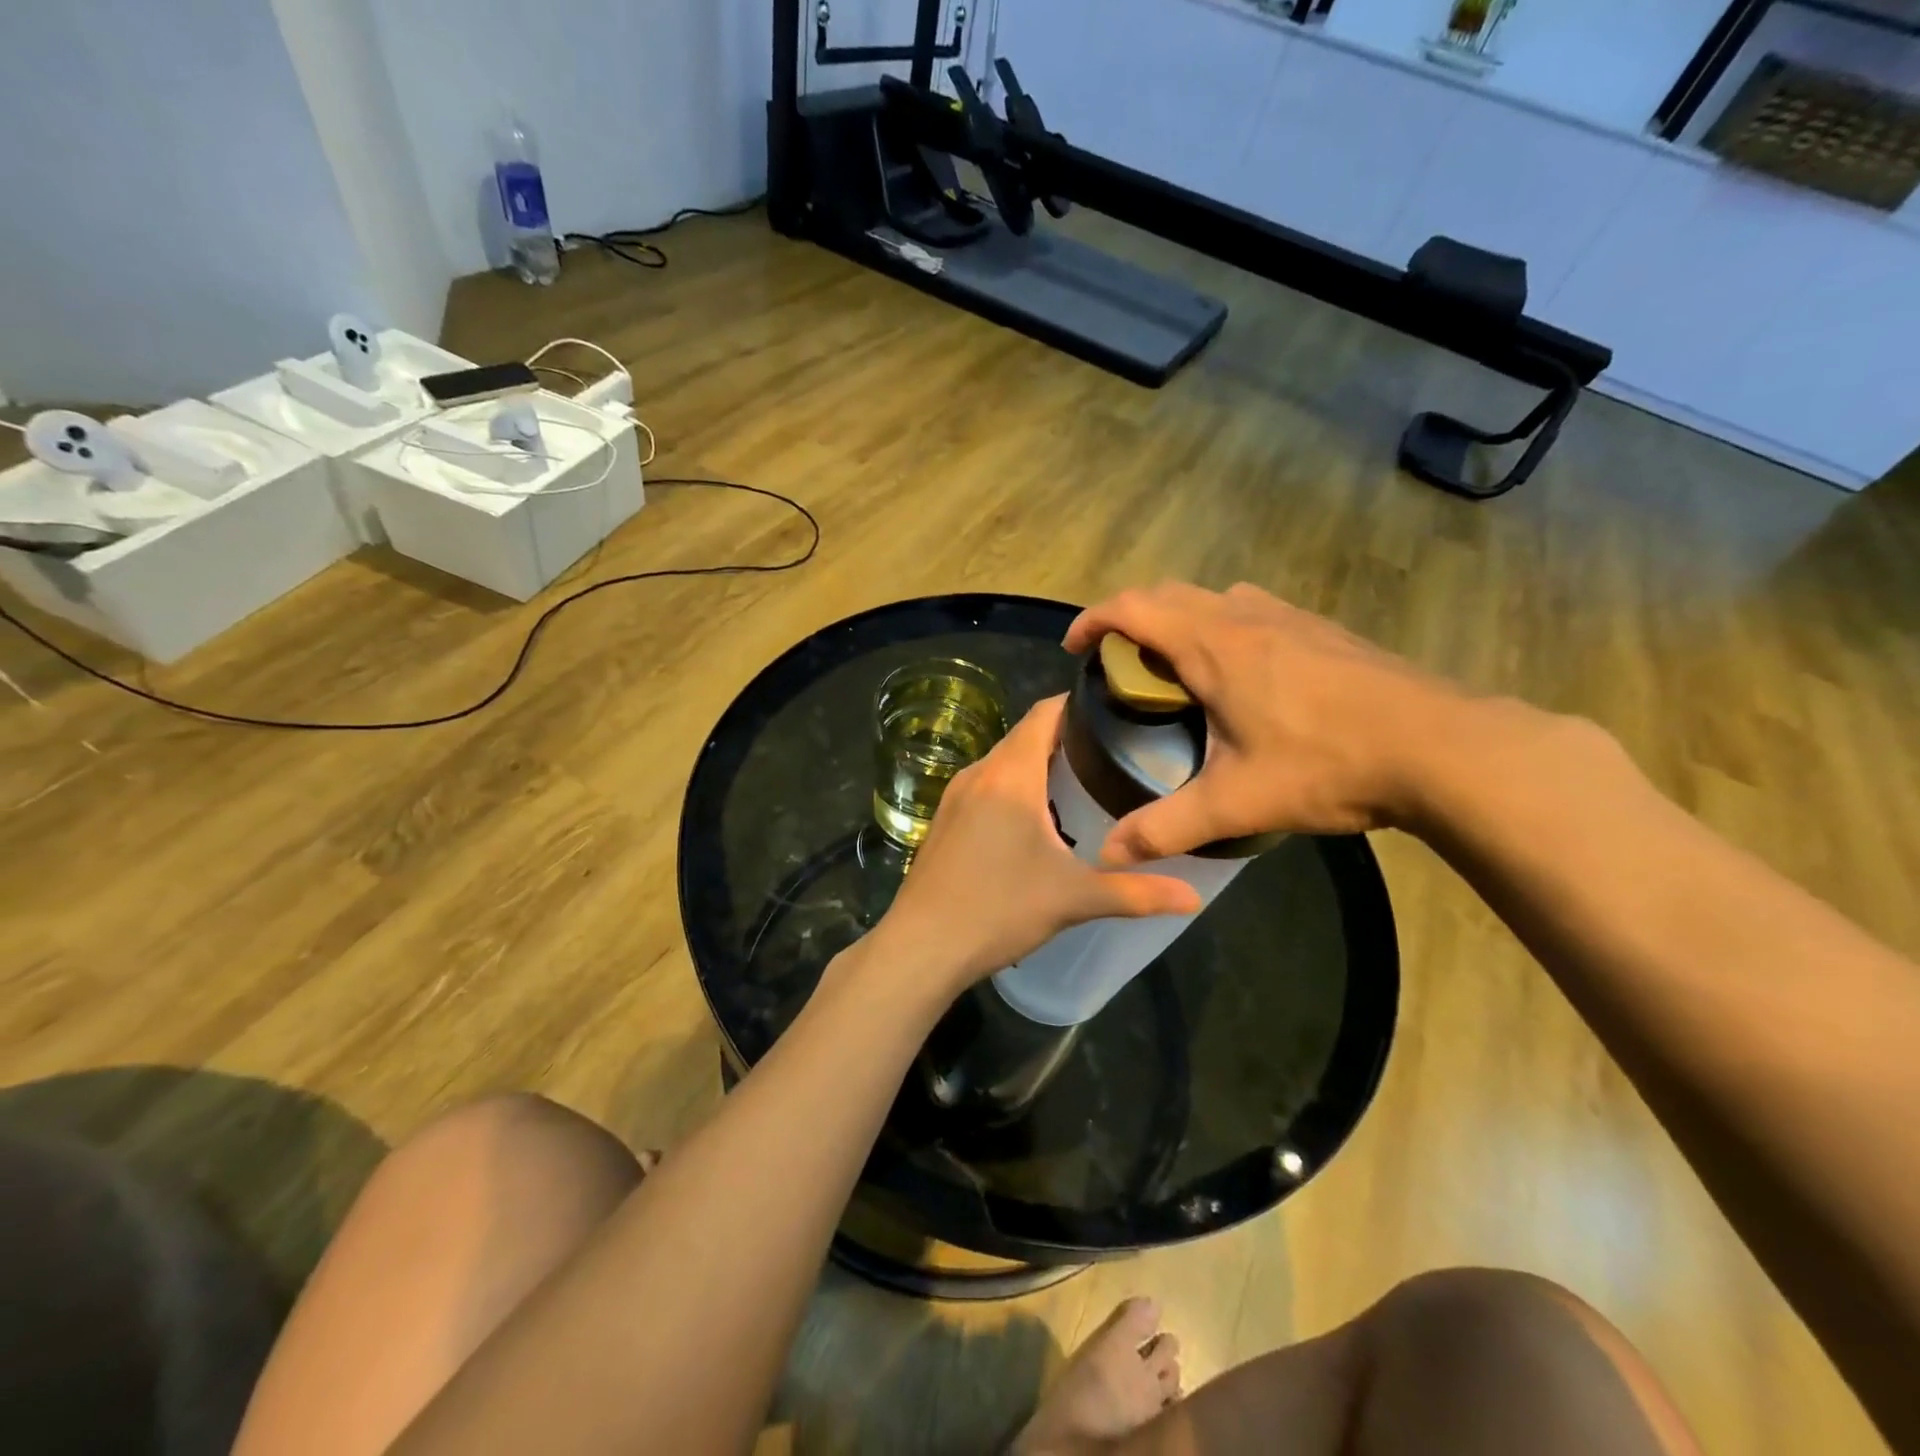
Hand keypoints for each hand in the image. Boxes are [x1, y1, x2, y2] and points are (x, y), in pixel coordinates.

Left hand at [876, 696, 1202, 991]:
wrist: (922, 946)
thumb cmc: (999, 909)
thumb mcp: (1074, 898)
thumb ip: (1136, 892)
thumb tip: (1194, 897)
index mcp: (1011, 775)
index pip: (1045, 714)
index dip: (1077, 702)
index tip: (1115, 709)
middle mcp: (979, 773)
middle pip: (1025, 735)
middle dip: (1066, 736)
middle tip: (1112, 751)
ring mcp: (955, 796)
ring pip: (1003, 761)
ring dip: (1038, 763)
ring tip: (1081, 781)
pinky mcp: (943, 819)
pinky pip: (986, 785)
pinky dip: (1014, 786)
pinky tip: (1035, 818)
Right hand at [1064, 582, 1471, 862]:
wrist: (1441, 747)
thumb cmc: (1328, 764)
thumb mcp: (1237, 803)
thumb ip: (1166, 828)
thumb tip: (1108, 855)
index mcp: (1212, 645)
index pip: (1132, 608)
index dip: (1092, 620)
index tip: (1074, 649)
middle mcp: (1243, 615)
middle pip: (1167, 593)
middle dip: (1129, 618)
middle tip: (1115, 663)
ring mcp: (1287, 616)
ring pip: (1211, 596)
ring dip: (1177, 618)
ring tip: (1173, 667)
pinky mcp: (1320, 627)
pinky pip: (1250, 608)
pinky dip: (1220, 625)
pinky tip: (1240, 673)